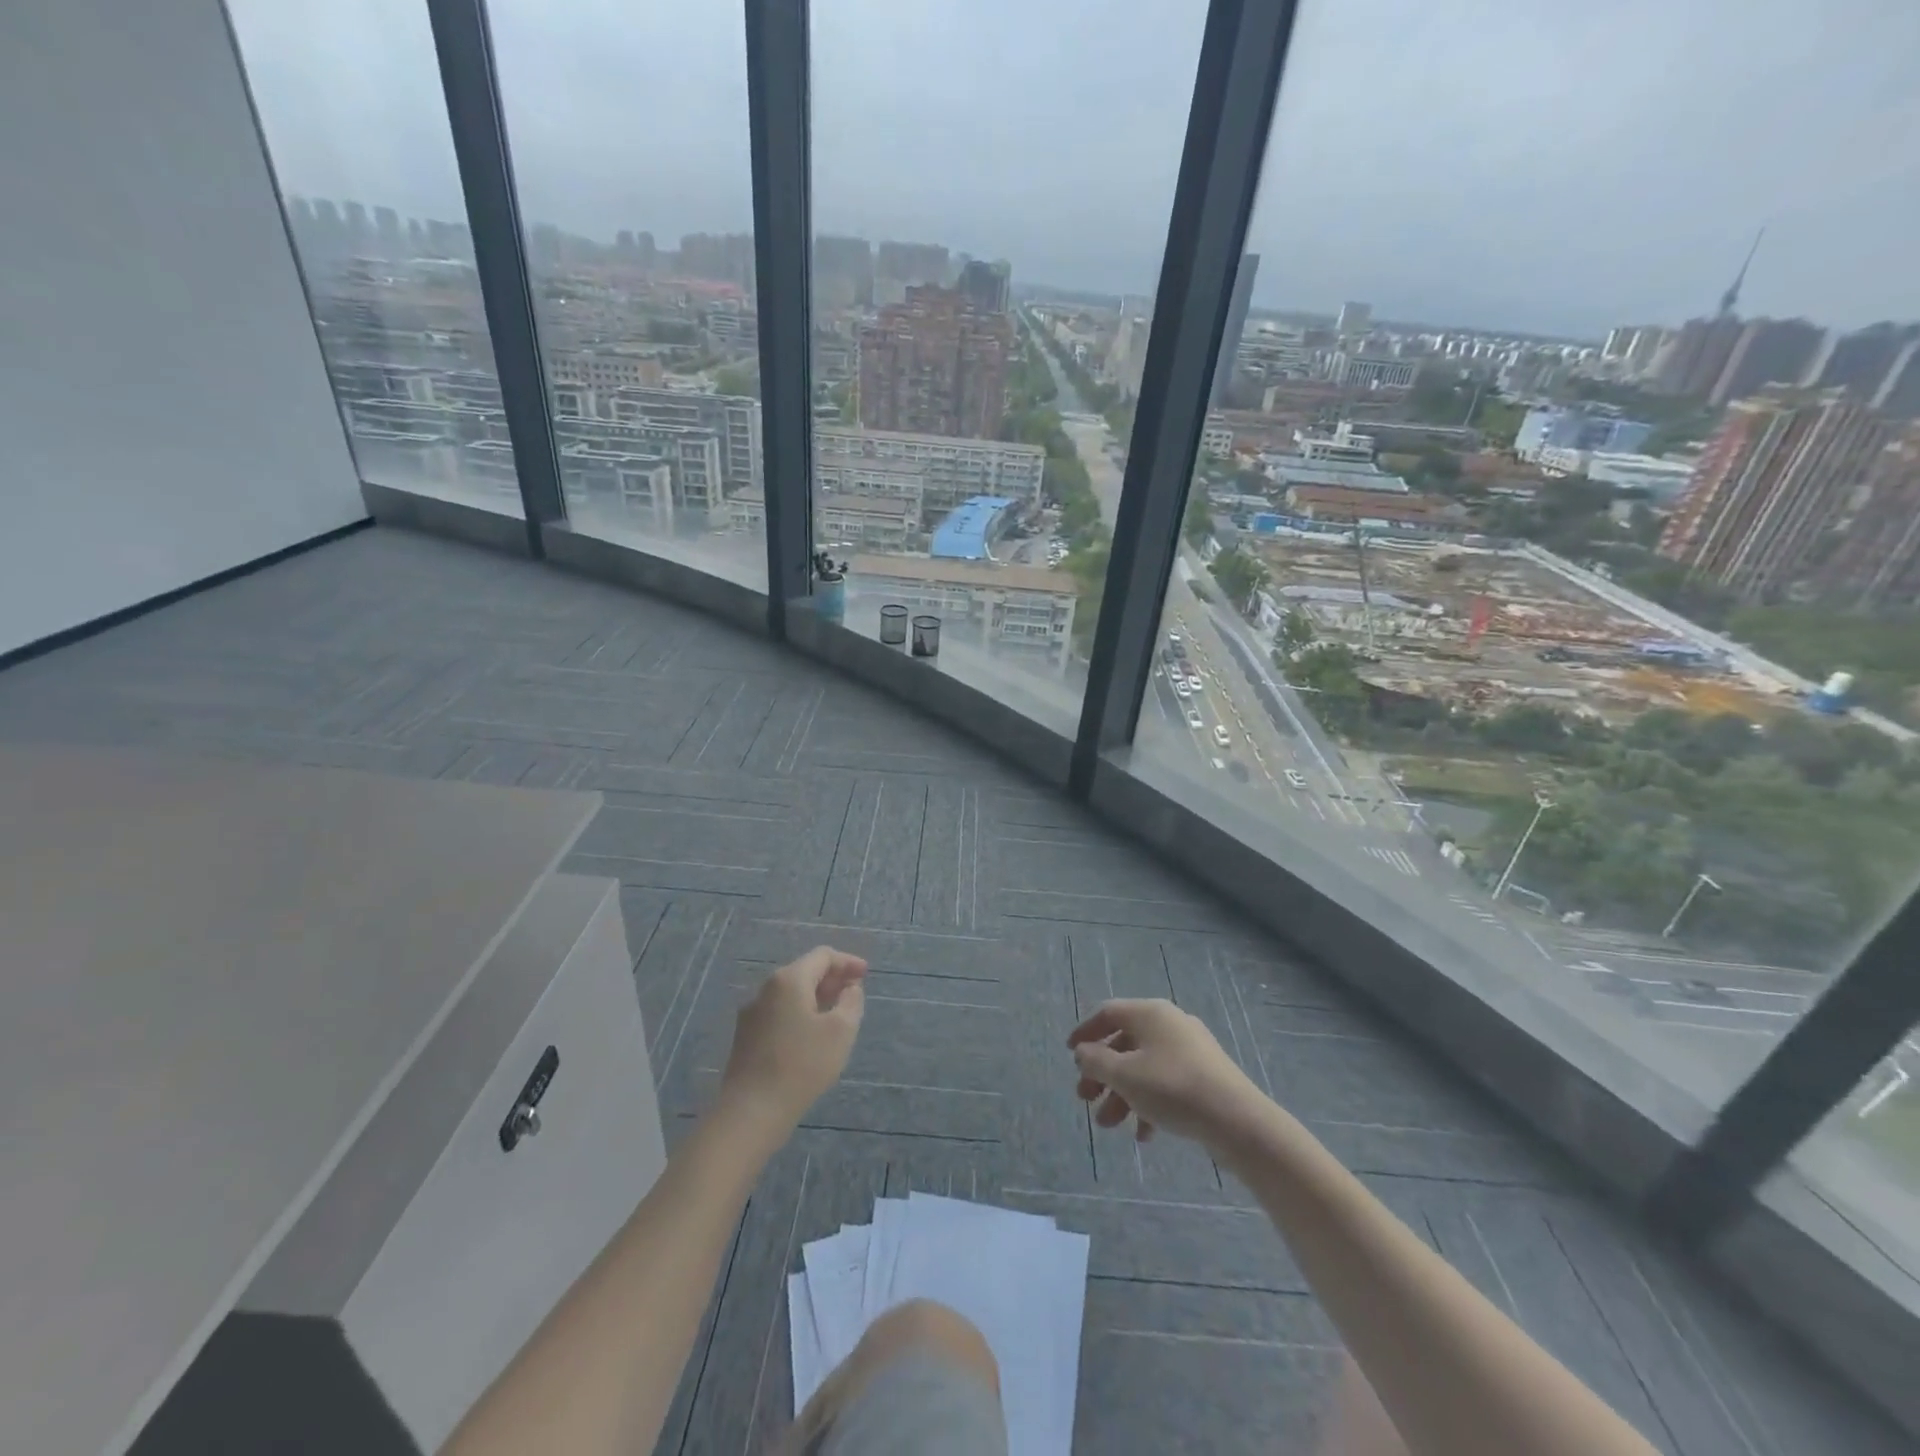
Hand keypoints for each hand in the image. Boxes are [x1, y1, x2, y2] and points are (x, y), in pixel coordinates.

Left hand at [719, 947, 867, 1138]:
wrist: (751, 1111)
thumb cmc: (802, 1065)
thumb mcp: (841, 1031)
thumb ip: (851, 1001)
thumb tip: (849, 988)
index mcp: (789, 980)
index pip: (822, 956)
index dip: (847, 962)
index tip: (866, 974)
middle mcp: (766, 989)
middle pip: (804, 971)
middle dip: (831, 978)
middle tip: (854, 992)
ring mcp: (751, 1013)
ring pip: (790, 994)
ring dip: (816, 997)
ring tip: (836, 1014)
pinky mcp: (745, 1036)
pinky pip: (779, 1012)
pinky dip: (800, 1013)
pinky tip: (811, 1035)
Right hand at [1068, 999, 1264, 1147]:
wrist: (1237, 1120)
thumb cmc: (1172, 1088)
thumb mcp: (1124, 1075)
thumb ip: (1096, 1061)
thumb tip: (1083, 1052)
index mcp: (1150, 1013)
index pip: (1108, 1013)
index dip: (1085, 1032)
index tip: (1070, 1055)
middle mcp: (1169, 1024)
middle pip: (1125, 1043)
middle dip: (1102, 1074)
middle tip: (1085, 1099)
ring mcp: (1190, 1050)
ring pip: (1144, 1067)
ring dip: (1122, 1094)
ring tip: (1109, 1126)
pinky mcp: (1205, 1076)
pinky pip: (1166, 1083)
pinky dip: (1149, 1103)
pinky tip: (1144, 1135)